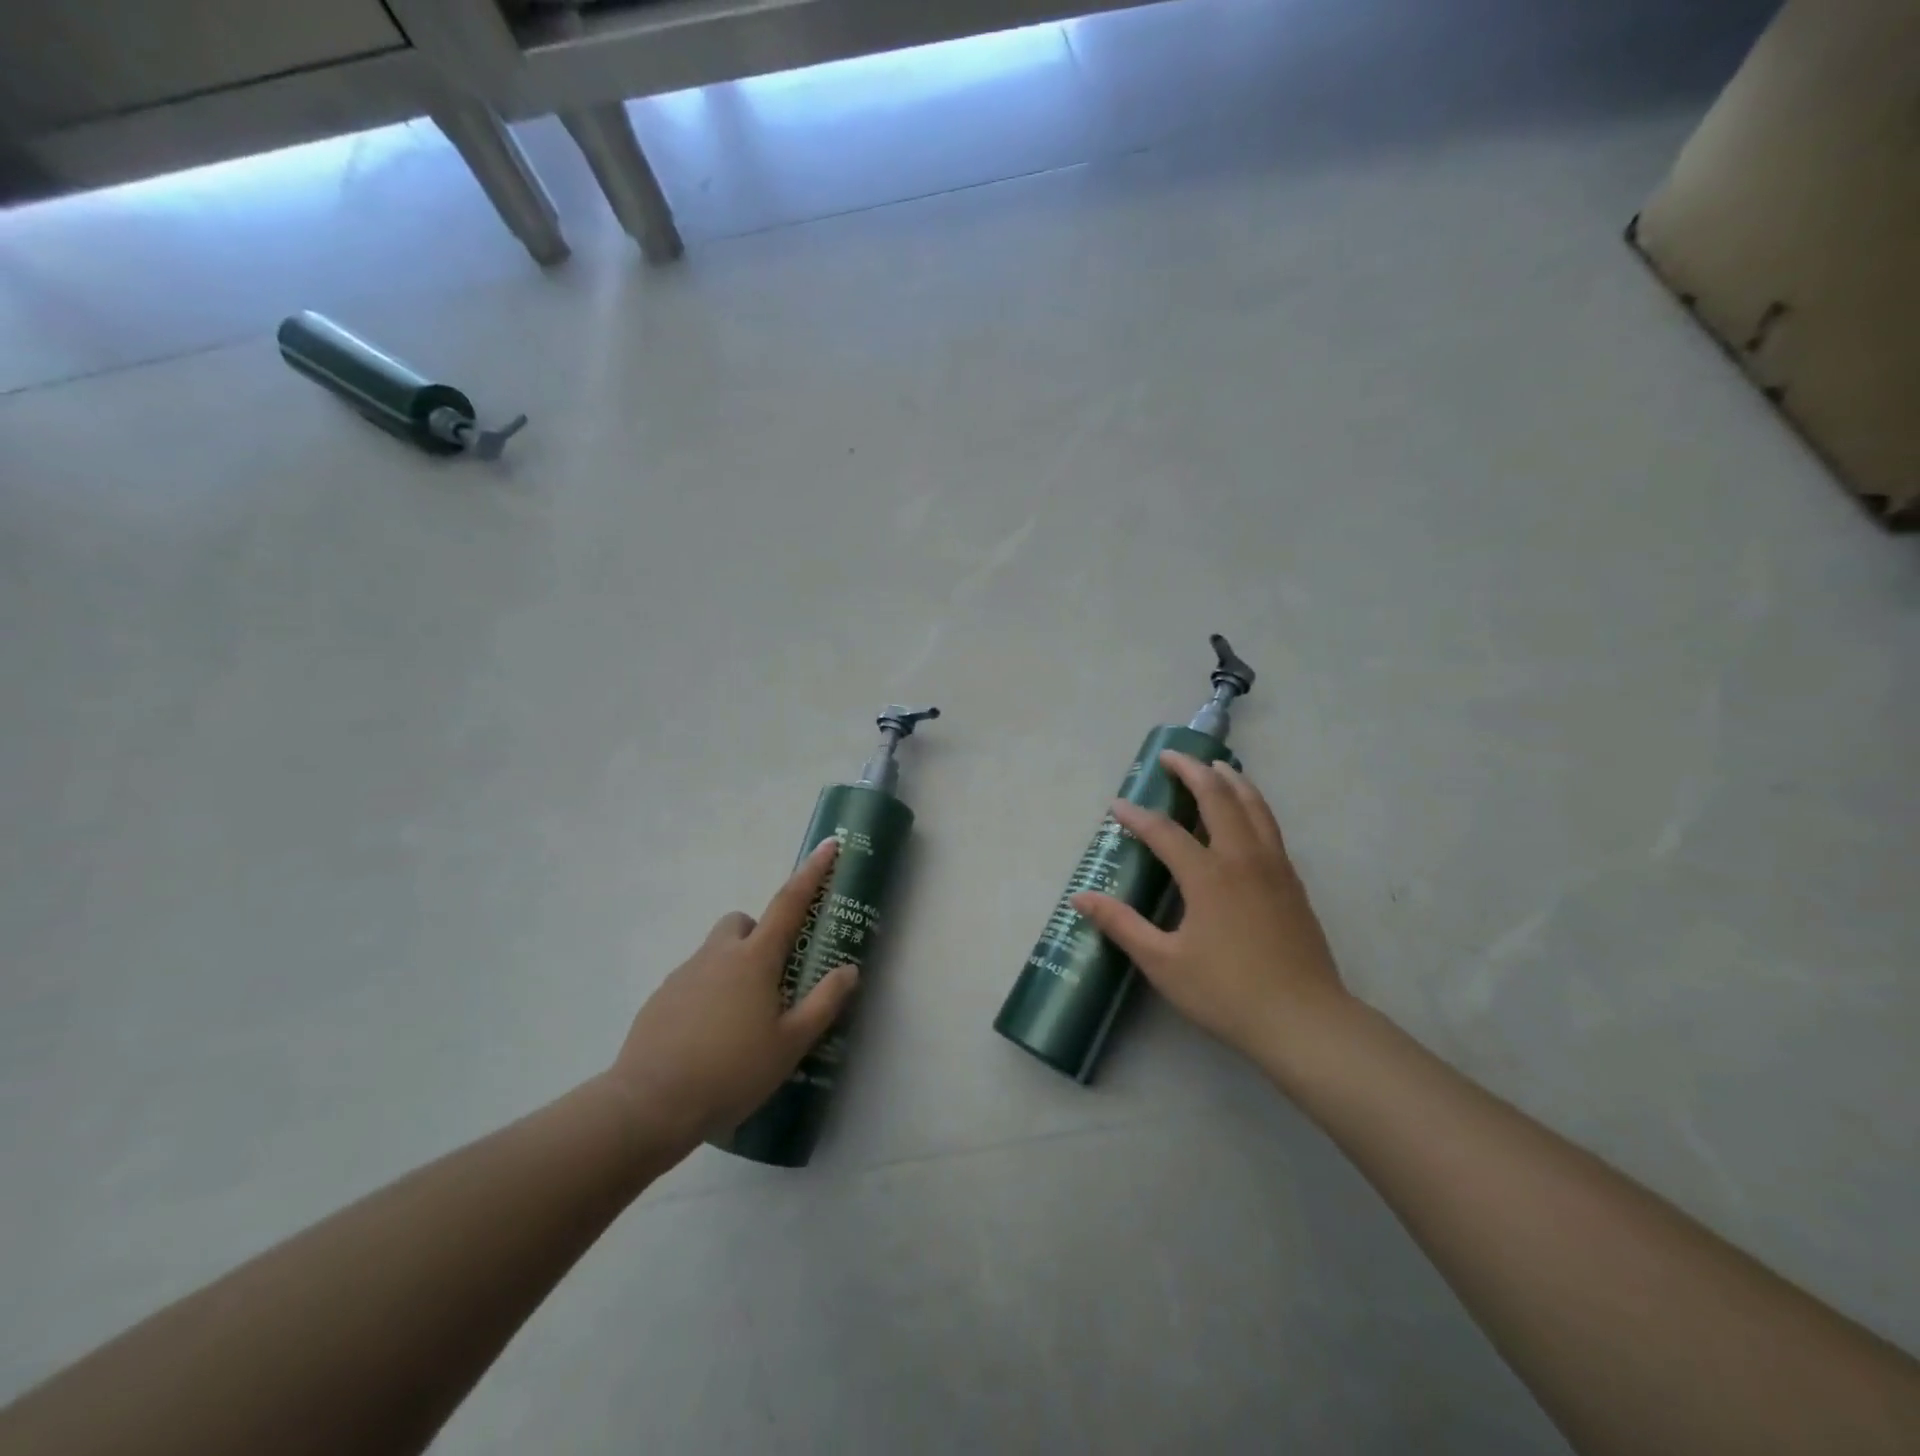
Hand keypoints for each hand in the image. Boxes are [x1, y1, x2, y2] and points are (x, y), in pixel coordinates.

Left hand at [603, 839, 858, 1162]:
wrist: (650, 1104)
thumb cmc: (731, 1071)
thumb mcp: (791, 1043)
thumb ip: (824, 1003)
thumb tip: (849, 969)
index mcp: (755, 959)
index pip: (790, 903)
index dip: (813, 872)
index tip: (829, 845)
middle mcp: (718, 955)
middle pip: (742, 922)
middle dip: (760, 934)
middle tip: (773, 976)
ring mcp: (684, 974)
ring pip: (715, 952)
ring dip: (733, 966)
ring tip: (742, 1019)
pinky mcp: (661, 998)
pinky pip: (693, 980)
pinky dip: (708, 993)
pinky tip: (710, 1037)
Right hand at [1071, 752, 1351, 1072]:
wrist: (1304, 1020)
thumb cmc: (1227, 993)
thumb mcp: (1163, 963)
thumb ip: (1122, 925)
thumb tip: (1080, 899)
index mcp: (1208, 876)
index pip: (1164, 832)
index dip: (1136, 817)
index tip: (1117, 806)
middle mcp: (1242, 859)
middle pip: (1217, 799)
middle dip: (1192, 771)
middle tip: (1171, 756)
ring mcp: (1274, 868)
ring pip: (1254, 806)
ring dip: (1231, 780)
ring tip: (1215, 765)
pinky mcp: (1292, 882)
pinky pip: (1270, 826)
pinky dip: (1254, 804)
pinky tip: (1248, 812)